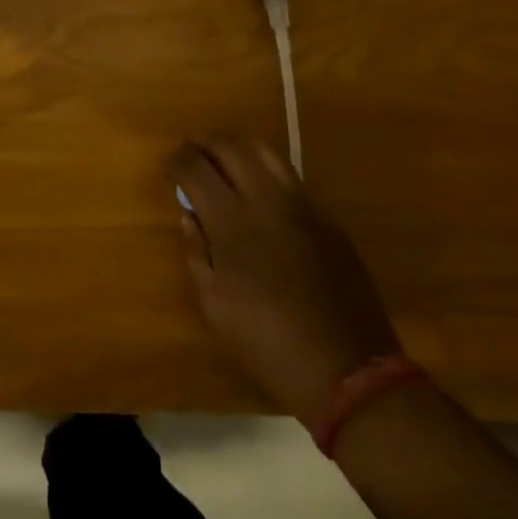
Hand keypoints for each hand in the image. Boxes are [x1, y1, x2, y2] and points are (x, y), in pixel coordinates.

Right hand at [175, 139, 399, 429]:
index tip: (168, 167)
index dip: (175, 160)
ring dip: (238, 150)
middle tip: (192, 157)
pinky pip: (292, 182)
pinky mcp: (329, 221)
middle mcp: (267, 200)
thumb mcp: (215, 307)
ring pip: (265, 151)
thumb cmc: (269, 344)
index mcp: (232, 222)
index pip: (194, 167)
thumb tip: (190, 217)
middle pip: (229, 146)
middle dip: (204, 144)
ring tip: (227, 165)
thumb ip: (197, 253)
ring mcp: (303, 207)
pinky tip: (264, 202)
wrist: (349, 374)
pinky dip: (268, 178)